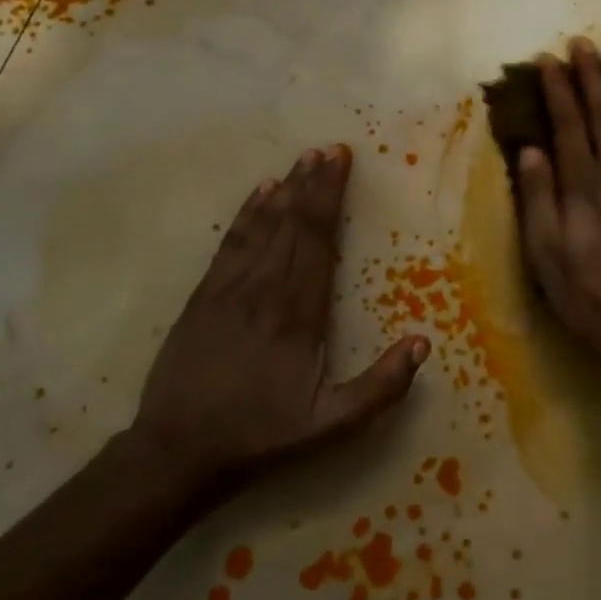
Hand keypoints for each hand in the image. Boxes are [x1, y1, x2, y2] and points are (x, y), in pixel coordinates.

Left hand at [128, 145, 427, 497]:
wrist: (177, 450)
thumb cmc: (261, 436)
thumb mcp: (331, 427)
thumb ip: (380, 387)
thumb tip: (423, 343)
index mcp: (298, 314)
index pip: (318, 241)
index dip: (330, 198)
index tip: (341, 162)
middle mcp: (264, 290)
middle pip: (293, 224)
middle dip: (312, 184)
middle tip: (328, 148)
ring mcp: (229, 289)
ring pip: (263, 227)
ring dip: (284, 190)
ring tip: (302, 160)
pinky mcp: (203, 296)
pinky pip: (230, 243)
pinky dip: (247, 214)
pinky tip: (259, 193)